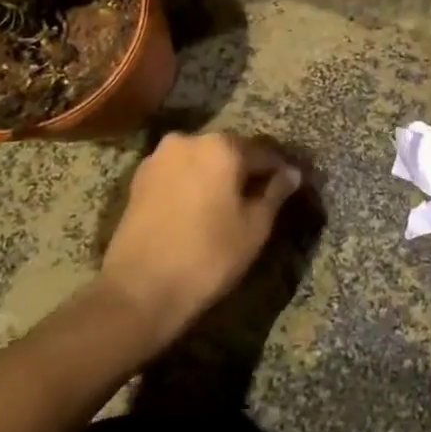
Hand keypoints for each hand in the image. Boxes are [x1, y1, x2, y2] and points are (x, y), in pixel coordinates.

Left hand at [97, 131, 301, 349]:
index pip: (264, 153)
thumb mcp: (255, 227)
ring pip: (201, 161)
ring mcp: (159, 158)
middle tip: (259, 199)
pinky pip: (178, 174)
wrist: (138, 290)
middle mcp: (189, 140)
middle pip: (230, 151)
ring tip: (228, 207)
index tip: (288, 188)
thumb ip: (275, 193)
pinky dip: (192, 185)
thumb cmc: (208, 256)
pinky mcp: (139, 179)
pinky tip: (198, 211)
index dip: (279, 172)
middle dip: (245, 171)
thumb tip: (292, 173)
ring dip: (217, 177)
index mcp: (222, 146)